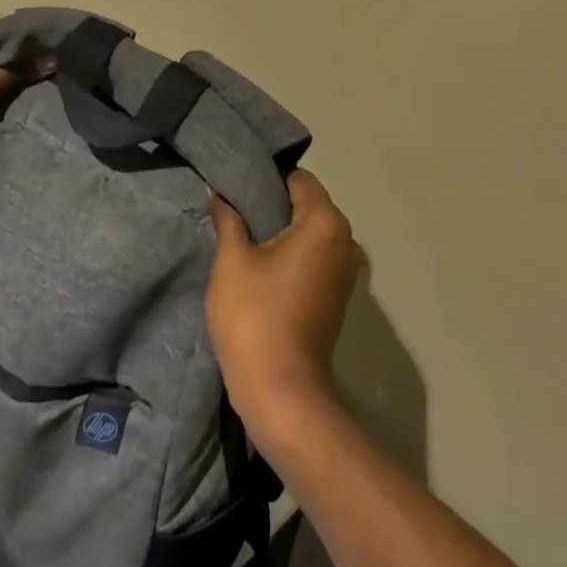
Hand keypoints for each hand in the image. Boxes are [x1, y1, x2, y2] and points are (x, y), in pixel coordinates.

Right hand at [206, 170, 358, 445]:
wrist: (281, 389)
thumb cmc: (254, 316)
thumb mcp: (232, 260)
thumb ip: (228, 218)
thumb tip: (220, 191)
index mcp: (325, 222)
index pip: (298, 178)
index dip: (266, 177)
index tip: (236, 183)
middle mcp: (346, 239)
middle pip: (308, 203)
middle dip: (272, 202)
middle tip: (233, 208)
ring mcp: (347, 269)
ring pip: (311, 231)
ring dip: (281, 229)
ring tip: (243, 234)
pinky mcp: (339, 293)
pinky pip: (315, 255)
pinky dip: (292, 252)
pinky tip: (262, 263)